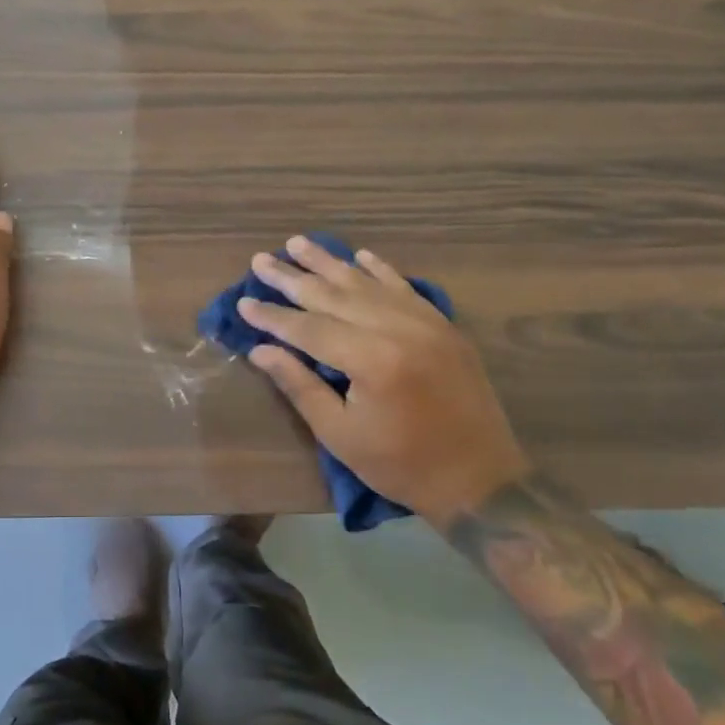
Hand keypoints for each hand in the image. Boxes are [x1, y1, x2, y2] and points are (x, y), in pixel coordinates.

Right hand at [242, 236, 530, 524]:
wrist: (481, 481)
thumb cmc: (402, 465)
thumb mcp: (340, 434)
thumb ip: (300, 386)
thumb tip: (260, 350)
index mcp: (372, 361)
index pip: (309, 328)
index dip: (273, 316)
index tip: (243, 301)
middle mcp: (398, 330)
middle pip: (334, 296)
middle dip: (293, 278)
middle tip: (261, 260)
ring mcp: (425, 324)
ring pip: (366, 283)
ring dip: (329, 262)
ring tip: (298, 242)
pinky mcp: (444, 327)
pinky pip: (405, 288)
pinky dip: (380, 270)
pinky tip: (359, 255)